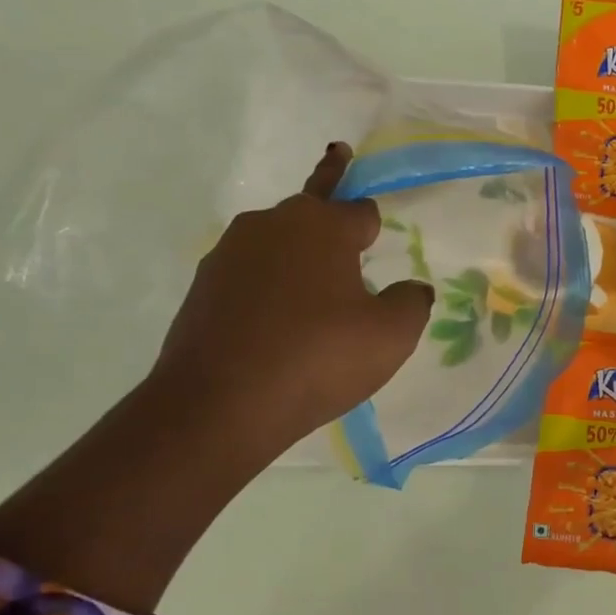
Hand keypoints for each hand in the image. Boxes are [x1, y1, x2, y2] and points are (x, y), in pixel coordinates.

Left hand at [150, 143, 433, 457]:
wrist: (218, 406)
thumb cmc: (318, 358)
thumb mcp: (391, 335)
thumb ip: (412, 302)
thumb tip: (412, 289)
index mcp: (321, 225)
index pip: (359, 209)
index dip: (373, 221)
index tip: (373, 225)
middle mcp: (271, 225)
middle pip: (311, 210)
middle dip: (328, 212)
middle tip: (337, 217)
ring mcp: (229, 254)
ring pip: (277, 242)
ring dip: (297, 254)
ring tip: (313, 290)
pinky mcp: (203, 288)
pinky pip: (249, 275)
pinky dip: (268, 287)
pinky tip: (277, 322)